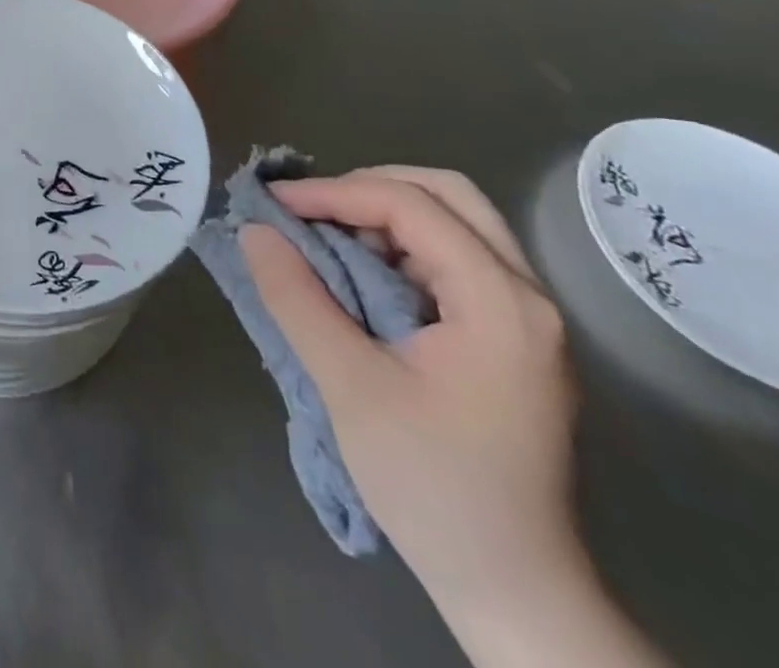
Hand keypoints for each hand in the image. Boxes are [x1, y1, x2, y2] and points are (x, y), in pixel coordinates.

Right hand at [240, 167, 580, 611]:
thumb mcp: (350, 386)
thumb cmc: (433, 486)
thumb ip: (297, 298)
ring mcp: (524, 317)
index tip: (274, 205)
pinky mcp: (510, 337)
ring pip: (452, 222)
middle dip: (368, 187)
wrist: (512, 590)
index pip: (411, 206)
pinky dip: (398, 247)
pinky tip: (358, 273)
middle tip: (310, 209)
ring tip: (325, 238)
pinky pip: (452, 258)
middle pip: (447, 195)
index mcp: (501, 303)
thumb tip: (252, 230)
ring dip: (382, 215)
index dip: (335, 193)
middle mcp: (525, 296)